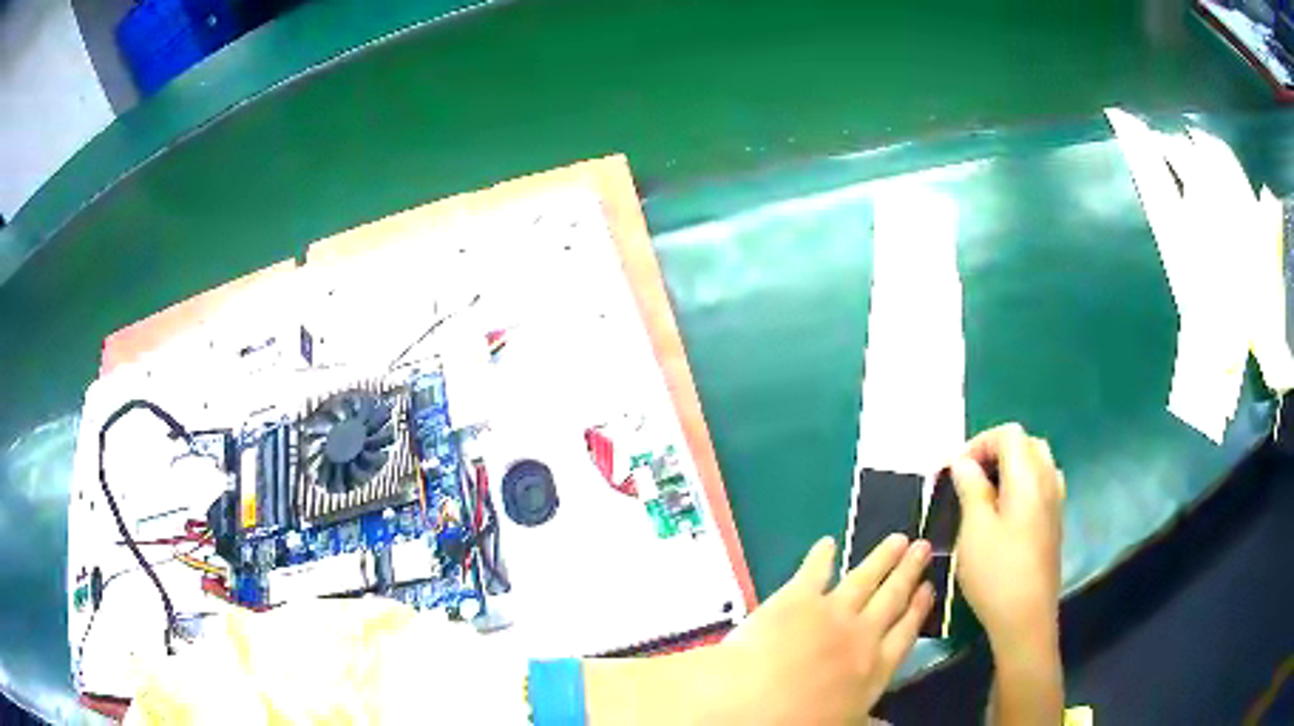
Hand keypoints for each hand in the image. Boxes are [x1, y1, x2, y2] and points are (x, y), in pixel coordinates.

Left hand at [717, 535, 933, 722]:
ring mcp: (831, 613)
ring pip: (865, 579)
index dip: (918, 609)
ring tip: (898, 539)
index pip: (905, 634)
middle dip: (909, 572)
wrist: (752, 702)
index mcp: (874, 670)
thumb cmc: (799, 723)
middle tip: (923, 547)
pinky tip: (828, 543)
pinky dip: (821, 556)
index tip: (929, 588)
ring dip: (882, 558)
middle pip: (892, 598)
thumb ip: (868, 721)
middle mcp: (861, 635)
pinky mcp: (797, 598)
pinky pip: (814, 571)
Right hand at [949, 423, 1064, 655]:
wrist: (1026, 618)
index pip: (1009, 434)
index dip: (979, 443)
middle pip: (1026, 443)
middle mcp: (1048, 480)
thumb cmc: (996, 573)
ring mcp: (1055, 502)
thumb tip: (963, 462)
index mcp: (1028, 477)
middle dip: (995, 451)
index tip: (953, 470)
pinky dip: (1022, 483)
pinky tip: (1005, 512)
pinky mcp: (1055, 522)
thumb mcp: (974, 530)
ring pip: (1037, 463)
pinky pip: (1041, 484)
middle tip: (968, 476)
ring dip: (1010, 466)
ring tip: (985, 491)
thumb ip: (971, 488)